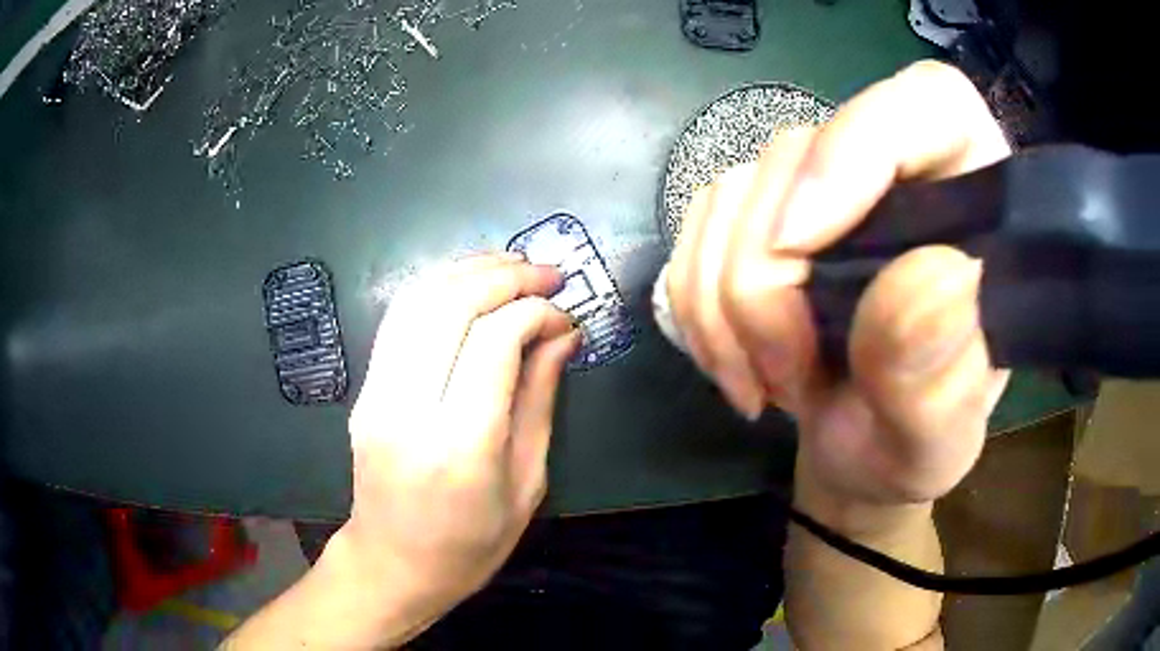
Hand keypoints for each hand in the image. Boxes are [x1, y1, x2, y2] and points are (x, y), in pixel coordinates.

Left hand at [340, 254, 578, 623]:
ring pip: (416, 301)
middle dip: (503, 275)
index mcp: (460, 446)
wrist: (393, 565)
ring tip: (510, 265)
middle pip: (451, 307)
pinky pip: (397, 320)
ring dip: (466, 270)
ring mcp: (376, 396)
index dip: (534, 311)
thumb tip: (563, 333)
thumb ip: (540, 399)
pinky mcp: (363, 390)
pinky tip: (466, 284)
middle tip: (545, 271)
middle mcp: (409, 410)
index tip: (563, 314)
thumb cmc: (471, 544)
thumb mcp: (526, 483)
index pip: (495, 341)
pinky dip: (435, 288)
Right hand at [666, 60, 1010, 513]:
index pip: (931, 105)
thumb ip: (941, 376)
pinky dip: (695, 301)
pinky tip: (731, 358)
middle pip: (799, 152)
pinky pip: (697, 226)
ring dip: (721, 302)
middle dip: (766, 276)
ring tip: (764, 381)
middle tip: (785, 374)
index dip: (859, 143)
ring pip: (733, 190)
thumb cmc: (912, 448)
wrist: (860, 457)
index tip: (800, 244)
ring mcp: (823, 186)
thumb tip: (928, 278)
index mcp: (975, 203)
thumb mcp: (937, 438)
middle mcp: (899, 171)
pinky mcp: (765, 213)